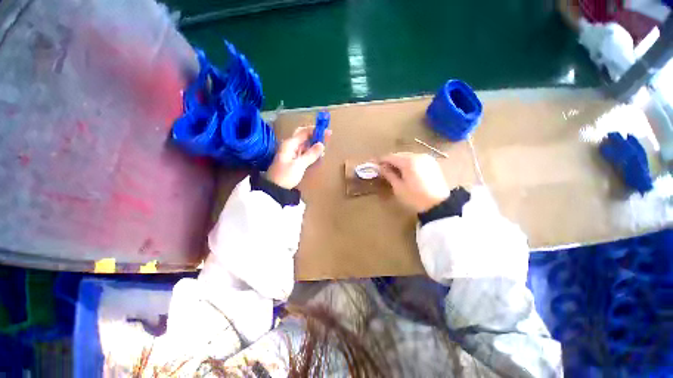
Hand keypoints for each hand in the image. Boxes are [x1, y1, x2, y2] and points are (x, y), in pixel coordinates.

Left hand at [266, 126, 329, 188]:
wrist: (275, 188)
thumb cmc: (286, 175)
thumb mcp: (299, 165)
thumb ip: (311, 154)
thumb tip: (321, 144)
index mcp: (290, 144)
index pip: (304, 132)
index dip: (316, 130)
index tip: (327, 131)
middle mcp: (290, 145)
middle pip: (304, 136)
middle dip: (316, 136)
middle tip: (327, 137)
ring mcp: (292, 152)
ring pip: (305, 144)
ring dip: (315, 144)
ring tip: (325, 147)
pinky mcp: (293, 159)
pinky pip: (304, 152)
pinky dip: (311, 152)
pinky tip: (318, 154)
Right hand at [379, 152, 449, 212]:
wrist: (439, 205)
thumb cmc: (415, 197)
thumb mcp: (398, 187)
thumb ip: (389, 175)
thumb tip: (380, 167)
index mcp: (409, 161)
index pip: (391, 157)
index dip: (381, 160)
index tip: (374, 165)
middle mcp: (418, 156)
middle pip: (399, 155)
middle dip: (390, 161)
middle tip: (383, 169)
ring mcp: (427, 158)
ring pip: (408, 156)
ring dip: (399, 162)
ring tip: (393, 171)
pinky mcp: (432, 163)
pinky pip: (416, 159)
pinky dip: (408, 163)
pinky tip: (405, 171)